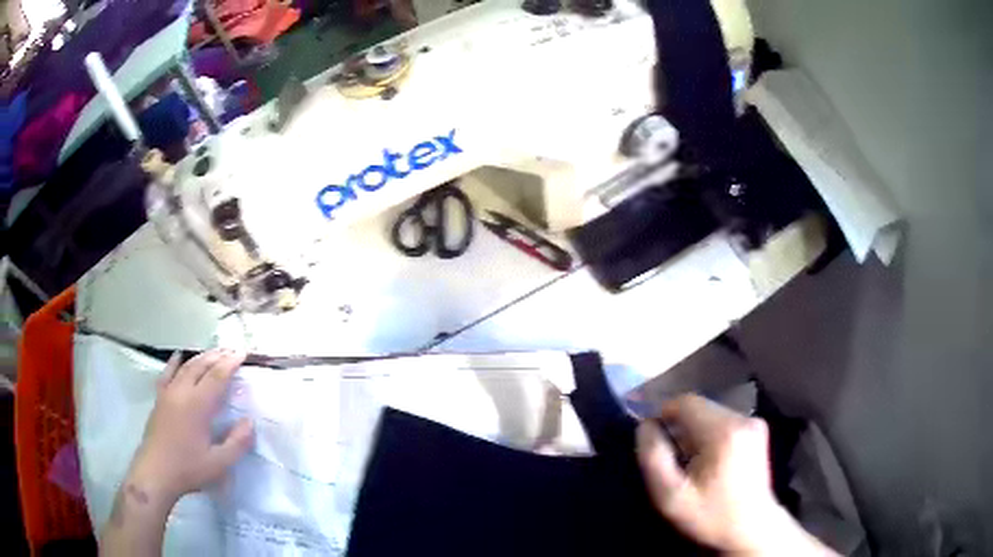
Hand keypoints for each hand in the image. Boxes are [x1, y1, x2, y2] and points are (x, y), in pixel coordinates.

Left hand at [128, 349, 253, 504]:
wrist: (155, 473)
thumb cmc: (188, 469)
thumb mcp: (219, 463)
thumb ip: (237, 442)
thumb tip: (250, 422)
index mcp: (198, 405)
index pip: (217, 377)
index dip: (230, 363)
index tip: (242, 354)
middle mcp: (182, 392)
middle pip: (201, 366)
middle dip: (217, 356)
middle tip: (231, 350)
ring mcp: (168, 393)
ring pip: (186, 367)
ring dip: (201, 357)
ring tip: (213, 352)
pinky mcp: (159, 399)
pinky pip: (167, 373)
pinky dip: (175, 362)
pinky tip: (179, 356)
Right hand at [637, 394, 836, 555]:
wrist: (751, 529)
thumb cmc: (709, 515)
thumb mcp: (670, 496)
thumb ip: (653, 457)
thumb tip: (646, 425)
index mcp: (724, 431)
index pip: (685, 402)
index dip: (664, 416)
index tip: (655, 442)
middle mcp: (743, 418)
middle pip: (699, 407)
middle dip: (681, 428)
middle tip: (674, 460)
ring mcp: (754, 422)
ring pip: (711, 414)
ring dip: (695, 432)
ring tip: (692, 464)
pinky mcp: (758, 430)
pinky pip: (723, 421)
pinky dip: (710, 435)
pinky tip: (710, 462)